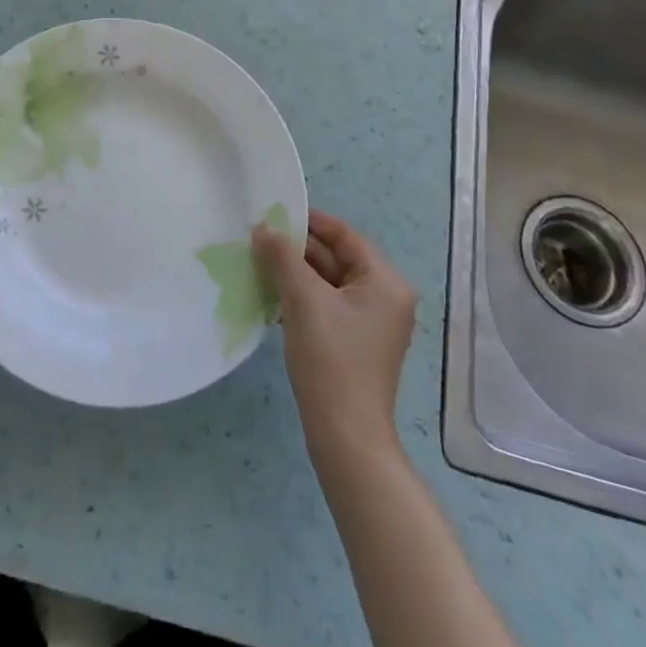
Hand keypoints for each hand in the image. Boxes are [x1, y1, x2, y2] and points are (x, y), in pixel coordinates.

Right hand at [253, 209, 417, 450]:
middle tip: (261, 237)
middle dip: (299, 249)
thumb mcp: (303, 299)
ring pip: (330, 282)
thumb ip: (283, 257)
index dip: (311, 222)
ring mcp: (372, 323)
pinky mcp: (355, 342)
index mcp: (385, 282)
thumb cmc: (331, 357)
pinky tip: (272, 295)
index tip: (276, 212)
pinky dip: (303, 296)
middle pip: (338, 258)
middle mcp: (385, 297)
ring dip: (297, 273)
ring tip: (260, 262)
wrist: (344, 434)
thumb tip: (264, 228)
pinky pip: (328, 305)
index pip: (346, 236)